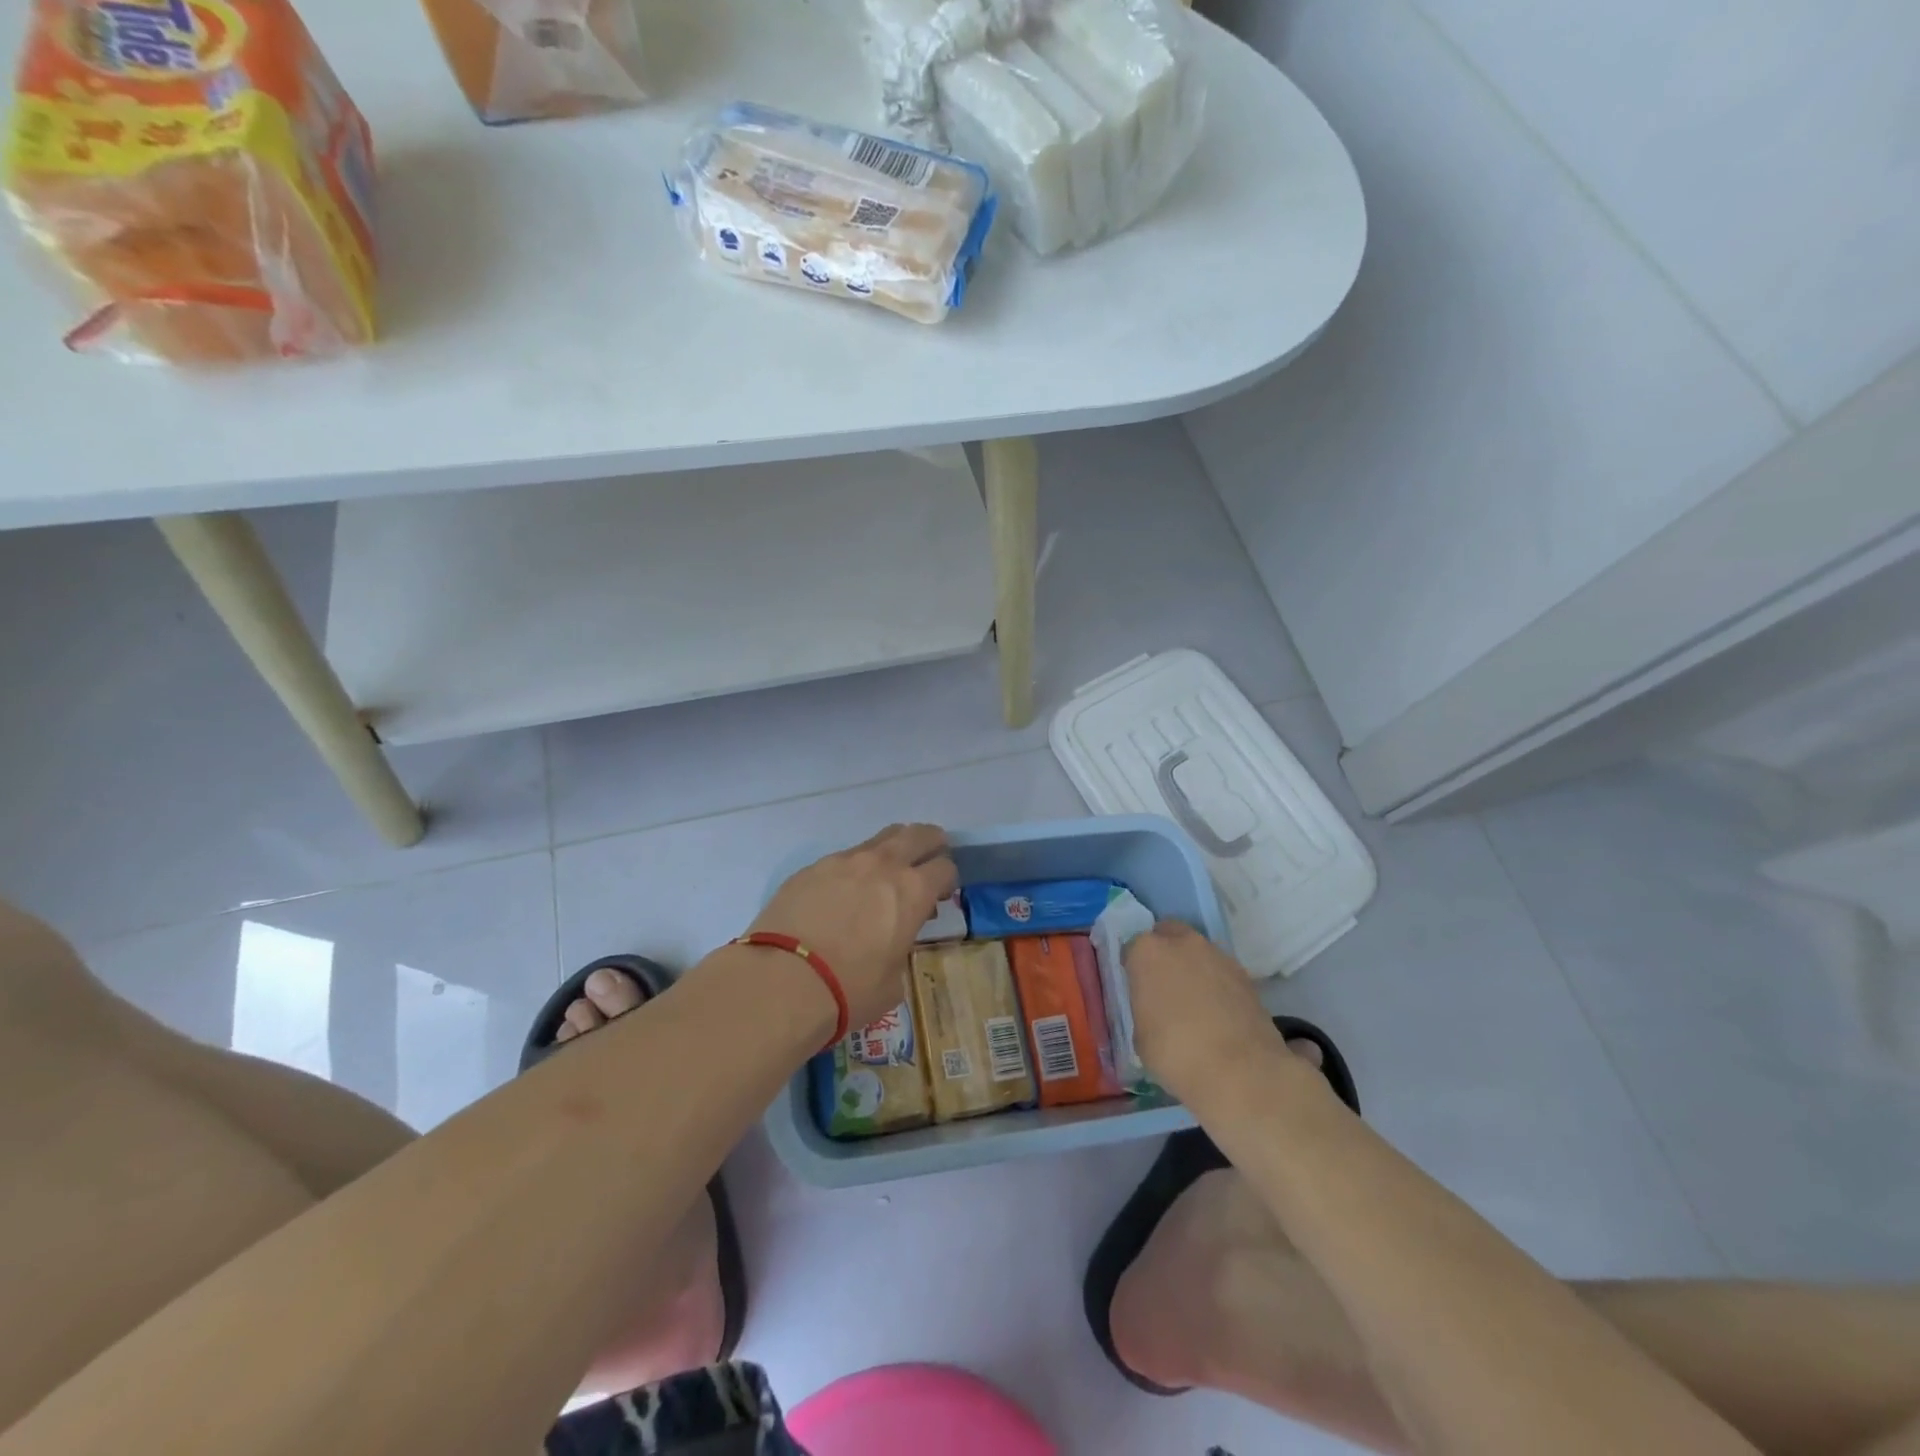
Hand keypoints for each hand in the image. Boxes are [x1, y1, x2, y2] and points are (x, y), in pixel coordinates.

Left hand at [750, 823, 958, 1028]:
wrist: (782, 981)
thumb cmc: (848, 989)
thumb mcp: (893, 982)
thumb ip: (899, 952)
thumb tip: (890, 945)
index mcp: (912, 892)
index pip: (945, 868)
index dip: (947, 880)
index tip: (941, 894)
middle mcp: (883, 865)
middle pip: (918, 835)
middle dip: (930, 842)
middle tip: (930, 855)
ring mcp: (844, 861)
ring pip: (879, 839)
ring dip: (891, 850)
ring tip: (886, 871)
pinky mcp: (811, 867)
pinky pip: (843, 858)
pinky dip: (853, 868)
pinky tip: (842, 893)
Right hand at [1125, 921, 1288, 1105]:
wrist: (1241, 1071)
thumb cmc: (1176, 1053)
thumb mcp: (1141, 1036)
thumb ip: (1144, 1009)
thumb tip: (1155, 1010)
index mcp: (1147, 952)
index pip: (1132, 949)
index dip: (1133, 969)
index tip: (1137, 990)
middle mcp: (1181, 943)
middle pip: (1168, 935)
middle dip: (1164, 953)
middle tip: (1164, 986)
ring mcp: (1217, 955)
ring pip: (1197, 951)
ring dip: (1192, 967)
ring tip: (1194, 1003)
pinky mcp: (1245, 974)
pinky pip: (1220, 971)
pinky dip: (1216, 984)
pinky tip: (1217, 1013)